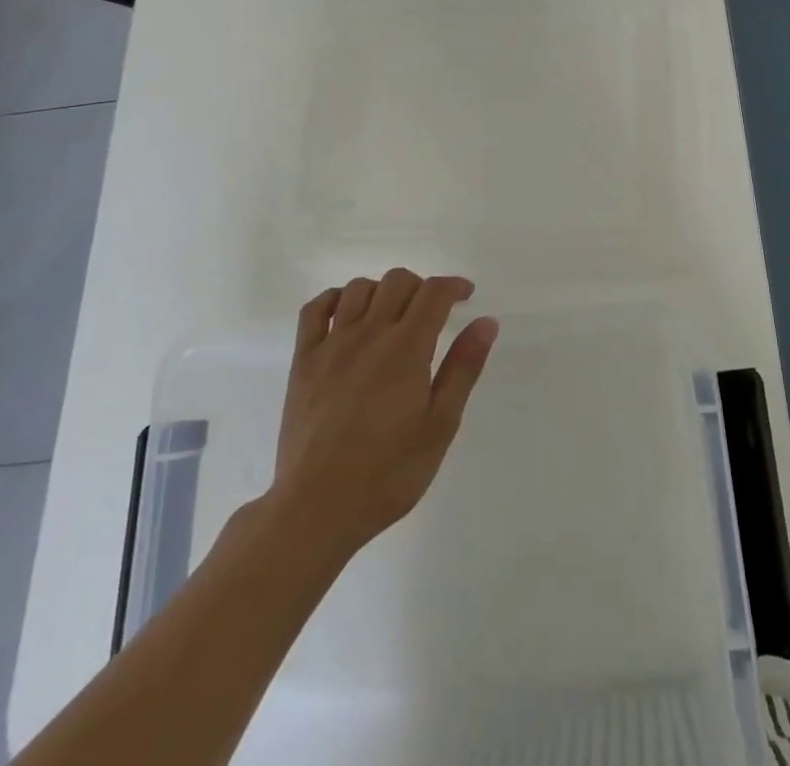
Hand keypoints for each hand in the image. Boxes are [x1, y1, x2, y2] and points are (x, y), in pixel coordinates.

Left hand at [265, 269, 497, 555]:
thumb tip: (485, 322)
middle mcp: (369, 333)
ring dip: (382, 291)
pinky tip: (347, 315)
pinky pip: (314, 309)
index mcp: (407, 348)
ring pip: (359, 288)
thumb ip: (463, 368)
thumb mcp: (440, 425)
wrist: (316, 509)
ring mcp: (331, 345)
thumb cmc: (388, 473)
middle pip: (398, 281)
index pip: (434, 292)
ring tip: (393, 316)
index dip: (454, 286)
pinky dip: (335, 299)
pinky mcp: (303, 361)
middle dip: (422, 287)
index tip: (466, 296)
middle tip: (432, 314)